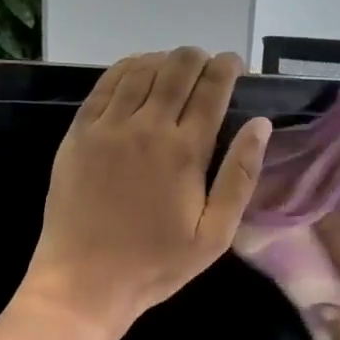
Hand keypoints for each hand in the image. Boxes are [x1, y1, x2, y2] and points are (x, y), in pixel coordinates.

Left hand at [20, 48, 271, 339]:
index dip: (226, 69)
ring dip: (164, 59)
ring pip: (140, 70)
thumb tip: (261, 125)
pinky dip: (126, 68)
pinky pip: (105, 85)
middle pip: (176, 70)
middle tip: (208, 63)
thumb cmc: (156, 263)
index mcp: (185, 151)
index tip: (235, 63)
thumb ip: (240, 176)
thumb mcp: (214, 234)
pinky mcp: (79, 133)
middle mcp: (147, 127)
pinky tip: (137, 70)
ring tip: (176, 64)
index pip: (211, 90)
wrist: (84, 280)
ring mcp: (108, 127)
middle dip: (198, 58)